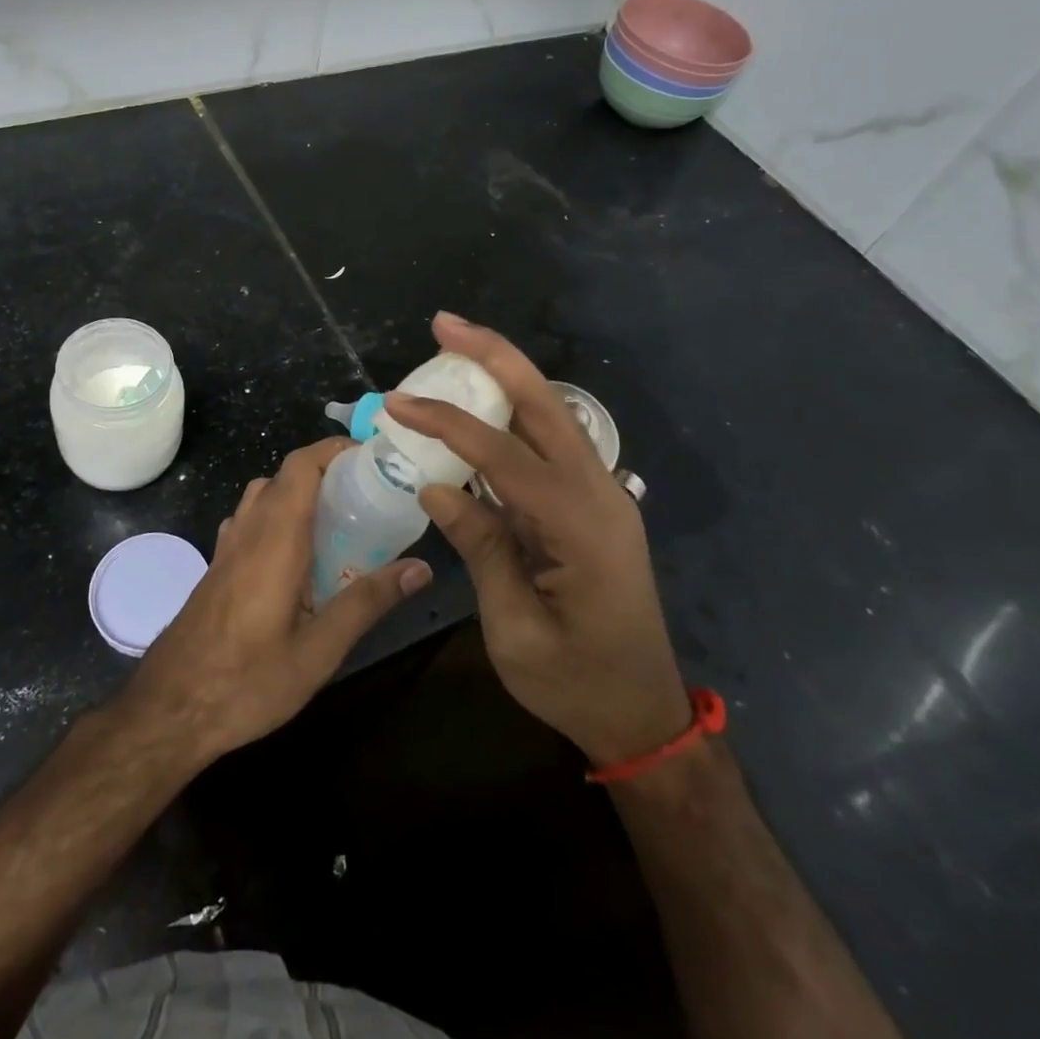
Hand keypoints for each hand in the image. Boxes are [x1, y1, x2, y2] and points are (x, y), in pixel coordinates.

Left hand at [118, 437, 431, 765]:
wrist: (168, 711)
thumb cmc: (246, 682)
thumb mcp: (318, 652)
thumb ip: (367, 603)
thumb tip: (420, 568)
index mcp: (275, 539)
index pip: (300, 466)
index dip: (333, 449)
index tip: (372, 457)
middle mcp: (248, 531)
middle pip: (284, 476)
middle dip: (326, 472)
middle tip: (368, 494)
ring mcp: (227, 547)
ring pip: (263, 496)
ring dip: (299, 493)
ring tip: (339, 522)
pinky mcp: (217, 567)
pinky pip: (250, 520)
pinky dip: (278, 516)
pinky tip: (298, 558)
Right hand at [382, 314, 690, 766]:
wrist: (642, 715)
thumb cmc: (576, 683)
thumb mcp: (515, 628)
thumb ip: (481, 547)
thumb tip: (435, 486)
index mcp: (581, 526)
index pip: (503, 454)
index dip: (447, 423)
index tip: (397, 403)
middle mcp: (598, 493)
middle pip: (545, 405)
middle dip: (494, 356)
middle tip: (444, 323)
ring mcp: (602, 494)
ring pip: (551, 416)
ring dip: (505, 376)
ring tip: (455, 347)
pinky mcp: (592, 503)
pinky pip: (549, 445)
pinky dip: (512, 416)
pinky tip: (479, 406)